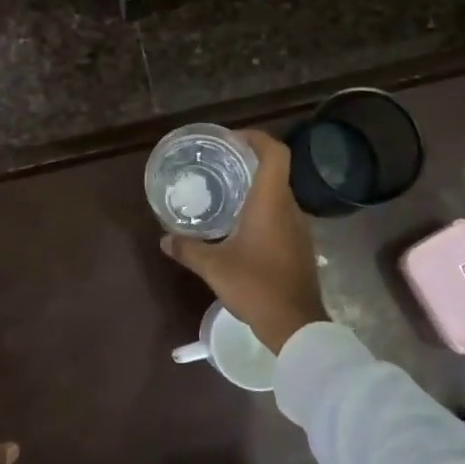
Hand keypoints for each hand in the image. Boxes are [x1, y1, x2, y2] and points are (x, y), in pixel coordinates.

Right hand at [160, 128, 327, 352]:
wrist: (296, 325)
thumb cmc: (256, 286)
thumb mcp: (214, 267)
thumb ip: (188, 249)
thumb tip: (164, 239)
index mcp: (271, 202)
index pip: (275, 153)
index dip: (256, 138)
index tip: (232, 140)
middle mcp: (289, 209)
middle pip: (275, 172)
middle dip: (248, 163)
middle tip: (219, 167)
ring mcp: (299, 229)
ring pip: (278, 196)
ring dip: (255, 190)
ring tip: (226, 196)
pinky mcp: (300, 247)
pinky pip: (281, 216)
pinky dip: (262, 212)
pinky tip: (240, 229)